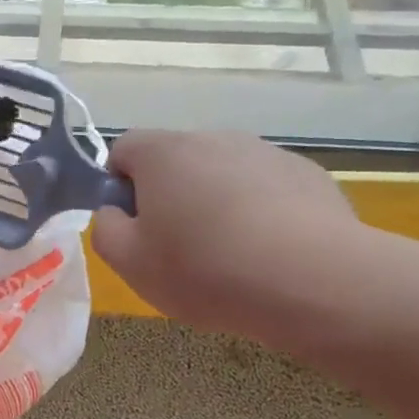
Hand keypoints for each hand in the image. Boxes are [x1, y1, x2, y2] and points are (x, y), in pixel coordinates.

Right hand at [91, 131, 374, 346]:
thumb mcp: (131, 263)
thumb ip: (106, 229)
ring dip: (216, 203)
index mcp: (162, 152)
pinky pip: (266, 189)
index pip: (123, 149)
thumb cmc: (205, 269)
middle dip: (170, 196)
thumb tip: (115, 211)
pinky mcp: (307, 175)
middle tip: (178, 248)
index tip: (135, 227)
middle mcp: (213, 137)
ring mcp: (265, 152)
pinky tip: (270, 253)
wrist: (312, 280)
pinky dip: (260, 212)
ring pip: (223, 174)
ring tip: (230, 256)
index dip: (119, 186)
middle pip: (176, 160)